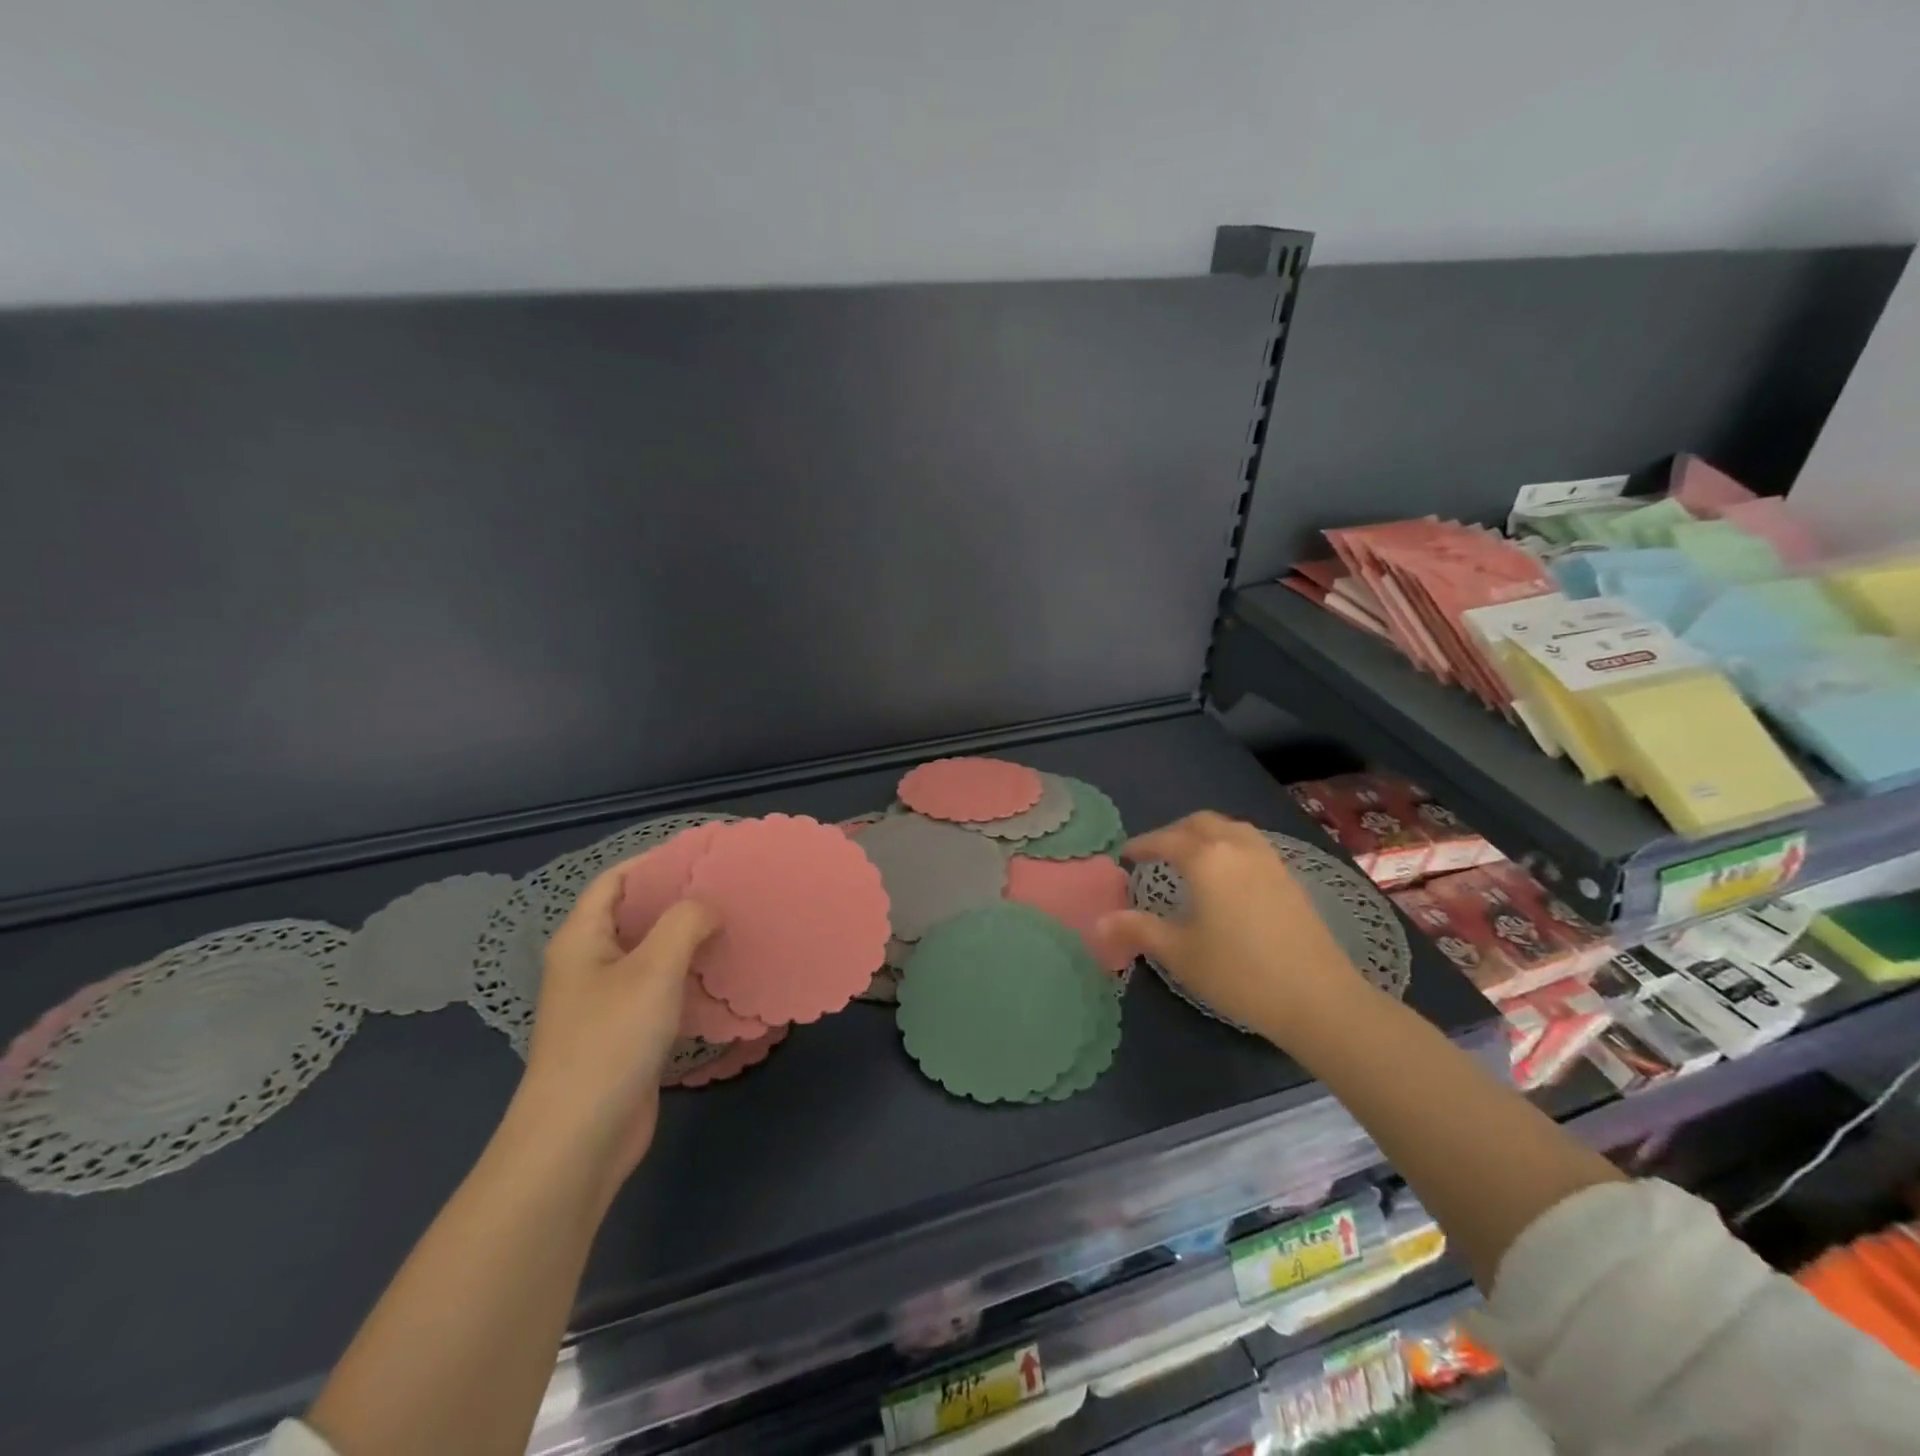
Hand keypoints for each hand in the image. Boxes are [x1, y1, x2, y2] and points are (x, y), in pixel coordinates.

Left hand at [518, 865, 719, 1196]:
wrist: (579, 1139)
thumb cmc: (610, 1040)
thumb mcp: (653, 968)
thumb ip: (684, 922)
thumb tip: (708, 906)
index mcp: (582, 938)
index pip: (616, 879)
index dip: (656, 859)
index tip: (704, 851)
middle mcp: (590, 964)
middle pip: (635, 914)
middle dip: (679, 898)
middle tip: (729, 886)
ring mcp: (606, 1001)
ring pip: (652, 953)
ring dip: (689, 938)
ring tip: (735, 922)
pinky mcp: (625, 1033)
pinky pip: (661, 989)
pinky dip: (689, 976)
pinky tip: (722, 975)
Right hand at [1099, 812, 1364, 1045]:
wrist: (1317, 997)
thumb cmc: (1239, 972)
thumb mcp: (1180, 953)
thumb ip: (1138, 930)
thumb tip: (1100, 921)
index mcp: (1206, 859)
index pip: (1166, 840)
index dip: (1142, 845)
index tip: (1125, 855)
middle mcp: (1238, 848)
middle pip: (1201, 823)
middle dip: (1174, 832)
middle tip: (1156, 853)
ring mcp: (1269, 860)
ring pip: (1231, 829)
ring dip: (1205, 834)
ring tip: (1191, 858)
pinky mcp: (1290, 878)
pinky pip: (1251, 844)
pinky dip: (1230, 846)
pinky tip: (1227, 876)